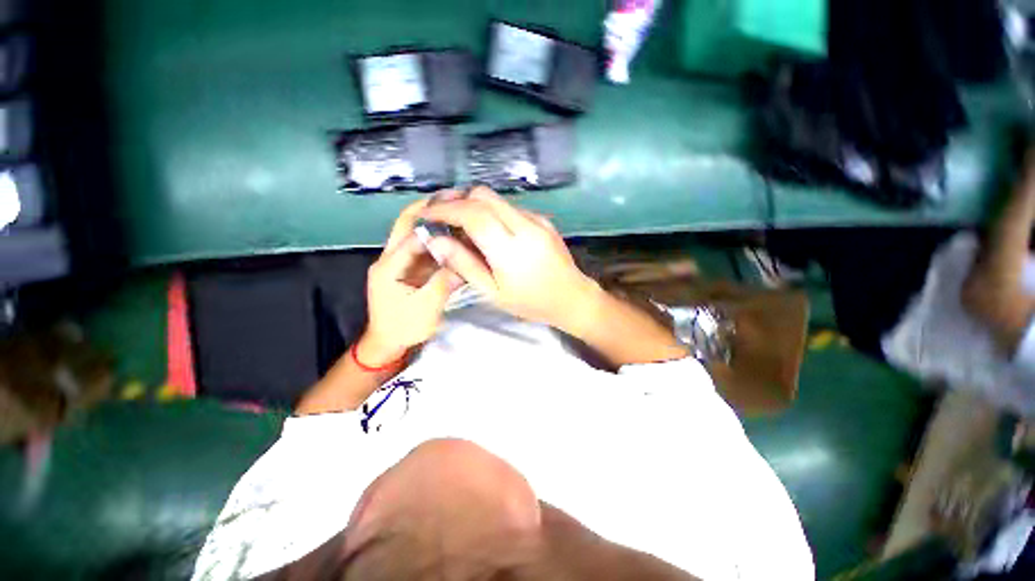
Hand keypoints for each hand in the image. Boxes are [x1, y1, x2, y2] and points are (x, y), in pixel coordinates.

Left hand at [362, 199, 462, 364]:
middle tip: (453, 199)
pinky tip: (453, 237)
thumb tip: (464, 262)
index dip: (433, 220)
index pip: (411, 234)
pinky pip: (421, 248)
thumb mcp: (427, 308)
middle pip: (406, 225)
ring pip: (414, 234)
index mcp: (389, 266)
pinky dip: (436, 240)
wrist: (387, 342)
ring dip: (433, 222)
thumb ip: (444, 283)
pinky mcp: (406, 269)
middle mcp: (389, 258)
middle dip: (428, 209)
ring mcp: (397, 263)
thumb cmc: (404, 327)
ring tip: (456, 213)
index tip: (455, 208)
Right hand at [417, 187, 600, 331]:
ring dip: (474, 205)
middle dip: (458, 200)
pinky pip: (511, 207)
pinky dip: (493, 212)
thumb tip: (436, 241)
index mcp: (510, 249)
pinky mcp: (543, 219)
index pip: (472, 214)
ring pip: (497, 199)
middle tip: (442, 216)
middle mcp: (524, 226)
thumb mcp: (493, 292)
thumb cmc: (530, 302)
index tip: (427, 214)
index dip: (446, 210)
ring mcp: (537, 219)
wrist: (572, 297)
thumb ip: (464, 264)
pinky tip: (491, 231)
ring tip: (463, 226)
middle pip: (484, 195)